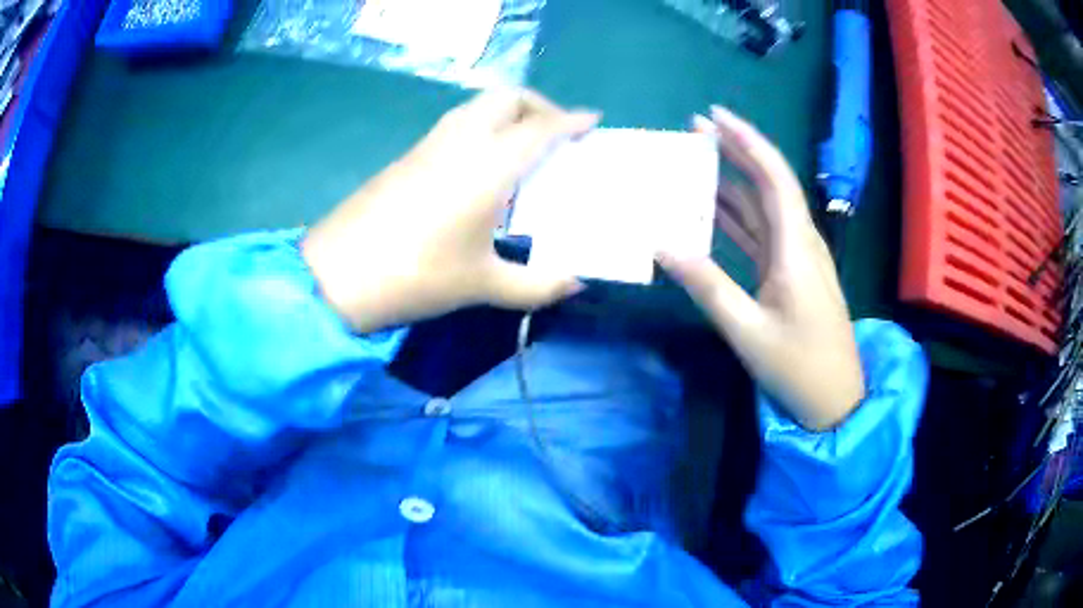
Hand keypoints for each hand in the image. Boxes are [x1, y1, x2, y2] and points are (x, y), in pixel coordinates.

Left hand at [301, 89, 598, 332]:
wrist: (339, 274)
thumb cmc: (418, 275)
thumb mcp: (483, 285)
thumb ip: (536, 285)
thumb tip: (574, 284)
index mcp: (490, 165)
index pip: (541, 127)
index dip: (571, 120)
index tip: (592, 120)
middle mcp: (463, 140)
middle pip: (507, 97)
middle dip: (539, 105)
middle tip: (556, 132)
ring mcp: (430, 143)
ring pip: (478, 105)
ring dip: (508, 112)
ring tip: (524, 144)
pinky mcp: (409, 154)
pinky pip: (457, 123)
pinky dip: (482, 125)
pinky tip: (483, 163)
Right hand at [659, 106, 863, 430]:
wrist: (835, 399)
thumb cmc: (797, 366)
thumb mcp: (747, 330)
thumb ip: (707, 285)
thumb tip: (662, 244)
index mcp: (796, 247)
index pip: (773, 176)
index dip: (746, 140)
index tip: (713, 115)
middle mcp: (801, 241)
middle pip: (769, 182)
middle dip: (735, 150)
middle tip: (695, 130)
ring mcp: (798, 257)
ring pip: (765, 205)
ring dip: (733, 181)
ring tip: (696, 162)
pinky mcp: (792, 272)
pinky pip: (763, 232)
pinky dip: (738, 217)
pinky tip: (713, 210)